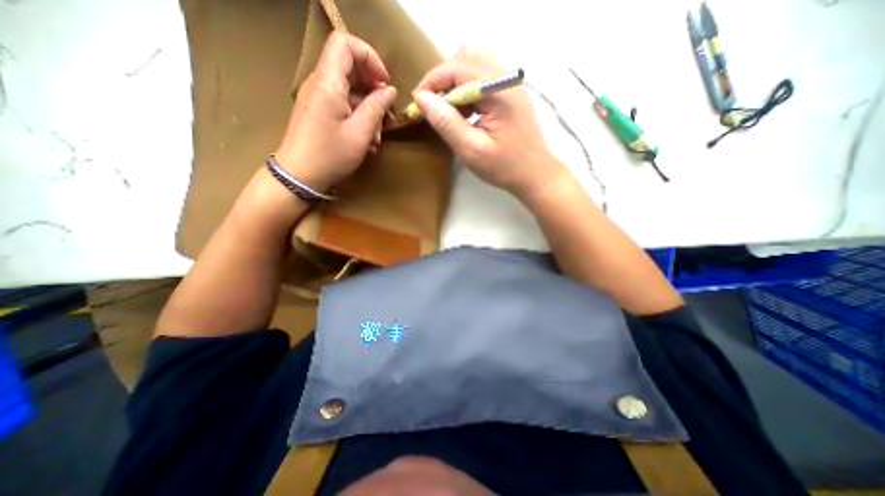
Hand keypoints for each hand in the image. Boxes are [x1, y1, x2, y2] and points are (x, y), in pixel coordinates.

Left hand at [273, 31, 397, 190]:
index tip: (385, 83)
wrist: (299, 176)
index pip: (345, 44)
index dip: (370, 57)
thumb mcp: (360, 134)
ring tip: (377, 137)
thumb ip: (376, 108)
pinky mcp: (318, 112)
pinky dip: (358, 118)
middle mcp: (319, 83)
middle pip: (350, 68)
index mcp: (328, 82)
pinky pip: (342, 105)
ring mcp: (318, 98)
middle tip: (385, 114)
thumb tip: (389, 90)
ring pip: (349, 90)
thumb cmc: (330, 155)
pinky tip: (367, 141)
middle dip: (373, 89)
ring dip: (368, 110)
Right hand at [415, 47, 566, 200]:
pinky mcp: (511, 92)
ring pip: (474, 64)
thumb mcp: (471, 150)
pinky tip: (465, 112)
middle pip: (466, 58)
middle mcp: (507, 78)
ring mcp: (511, 83)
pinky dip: (467, 89)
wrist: (535, 174)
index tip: (418, 102)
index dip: (432, 80)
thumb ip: (446, 122)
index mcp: (498, 91)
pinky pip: (483, 77)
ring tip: (449, 111)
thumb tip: (422, 98)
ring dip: (455, 83)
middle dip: (443, 80)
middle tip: (434, 107)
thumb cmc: (504, 167)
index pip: (458, 67)